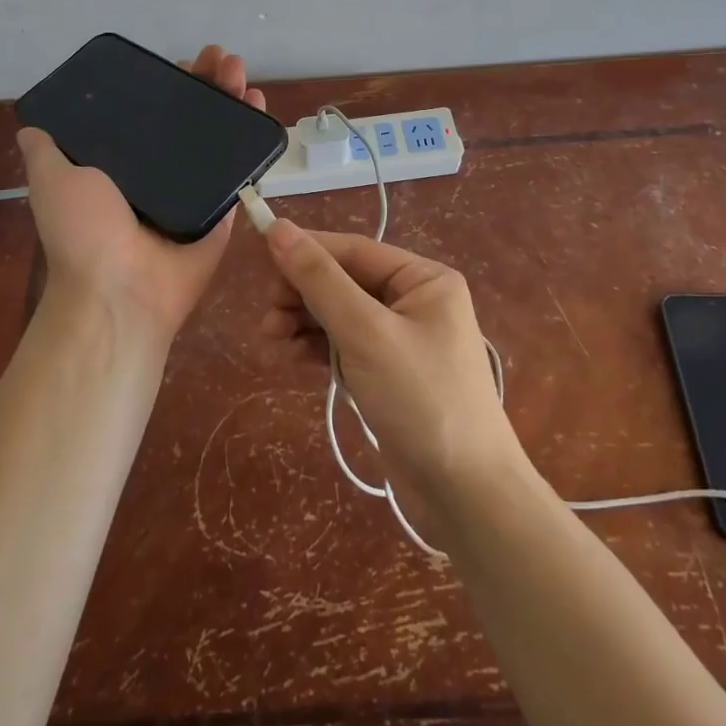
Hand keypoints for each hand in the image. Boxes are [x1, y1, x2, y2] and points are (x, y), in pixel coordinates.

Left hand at [17, 45, 265, 345]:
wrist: (120, 291)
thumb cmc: (84, 232)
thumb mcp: (52, 180)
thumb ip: (46, 151)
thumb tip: (30, 125)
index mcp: (124, 165)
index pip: (151, 113)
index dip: (168, 86)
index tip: (181, 62)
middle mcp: (162, 174)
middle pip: (191, 118)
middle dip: (207, 85)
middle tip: (220, 58)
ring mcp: (195, 190)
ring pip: (220, 137)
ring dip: (233, 100)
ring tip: (241, 71)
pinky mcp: (223, 208)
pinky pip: (241, 169)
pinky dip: (254, 140)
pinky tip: (260, 106)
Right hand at [258, 220, 523, 533]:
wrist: (466, 497)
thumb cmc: (421, 399)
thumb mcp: (366, 333)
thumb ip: (320, 280)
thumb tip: (278, 228)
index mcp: (423, 279)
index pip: (353, 251)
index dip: (306, 250)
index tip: (260, 256)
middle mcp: (413, 301)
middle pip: (343, 282)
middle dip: (302, 295)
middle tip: (267, 317)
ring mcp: (399, 340)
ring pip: (338, 315)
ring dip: (302, 322)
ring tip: (269, 339)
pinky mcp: (386, 374)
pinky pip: (343, 346)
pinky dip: (315, 348)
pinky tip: (287, 356)